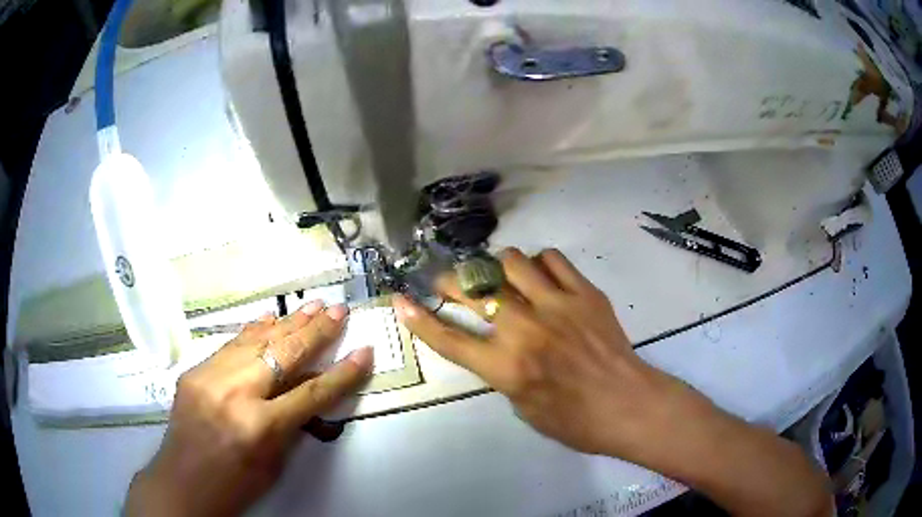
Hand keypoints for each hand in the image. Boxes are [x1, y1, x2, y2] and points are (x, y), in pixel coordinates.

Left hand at [126, 302, 372, 516]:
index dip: (343, 373)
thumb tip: (306, 389)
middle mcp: (235, 393)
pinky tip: (269, 318)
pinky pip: (230, 345)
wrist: (183, 483)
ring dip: (287, 323)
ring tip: (312, 306)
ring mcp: (210, 377)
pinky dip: (253, 331)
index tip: (365, 352)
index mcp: (260, 426)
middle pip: (284, 354)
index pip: (312, 392)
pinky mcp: (195, 371)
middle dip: (316, 331)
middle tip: (338, 310)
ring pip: (256, 340)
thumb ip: (290, 424)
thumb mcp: (273, 462)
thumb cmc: (235, 485)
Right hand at [394, 248, 830, 516]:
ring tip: (504, 280)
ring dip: (499, 268)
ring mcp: (557, 306)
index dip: (420, 319)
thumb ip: (502, 372)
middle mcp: (526, 331)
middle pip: (475, 289)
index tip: (400, 299)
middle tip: (449, 282)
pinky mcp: (584, 293)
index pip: (450, 339)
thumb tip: (494, 344)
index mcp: (507, 368)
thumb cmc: (574, 421)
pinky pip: (552, 259)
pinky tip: (542, 277)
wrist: (629, 404)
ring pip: (512, 261)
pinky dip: (539, 264)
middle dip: (452, 282)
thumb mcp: (523, 407)